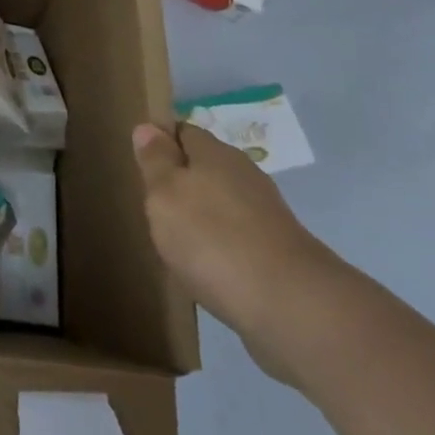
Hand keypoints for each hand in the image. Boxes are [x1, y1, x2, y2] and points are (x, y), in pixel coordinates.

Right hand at [131, 120, 337, 377]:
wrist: (292, 307)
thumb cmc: (213, 238)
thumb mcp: (165, 193)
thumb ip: (155, 160)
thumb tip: (148, 127)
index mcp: (216, 153)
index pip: (184, 131)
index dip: (162, 141)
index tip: (142, 161)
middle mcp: (245, 176)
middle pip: (206, 167)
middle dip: (182, 181)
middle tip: (154, 204)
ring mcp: (267, 216)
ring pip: (224, 203)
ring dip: (203, 216)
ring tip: (177, 240)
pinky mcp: (280, 254)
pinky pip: (240, 238)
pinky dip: (222, 247)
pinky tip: (208, 268)